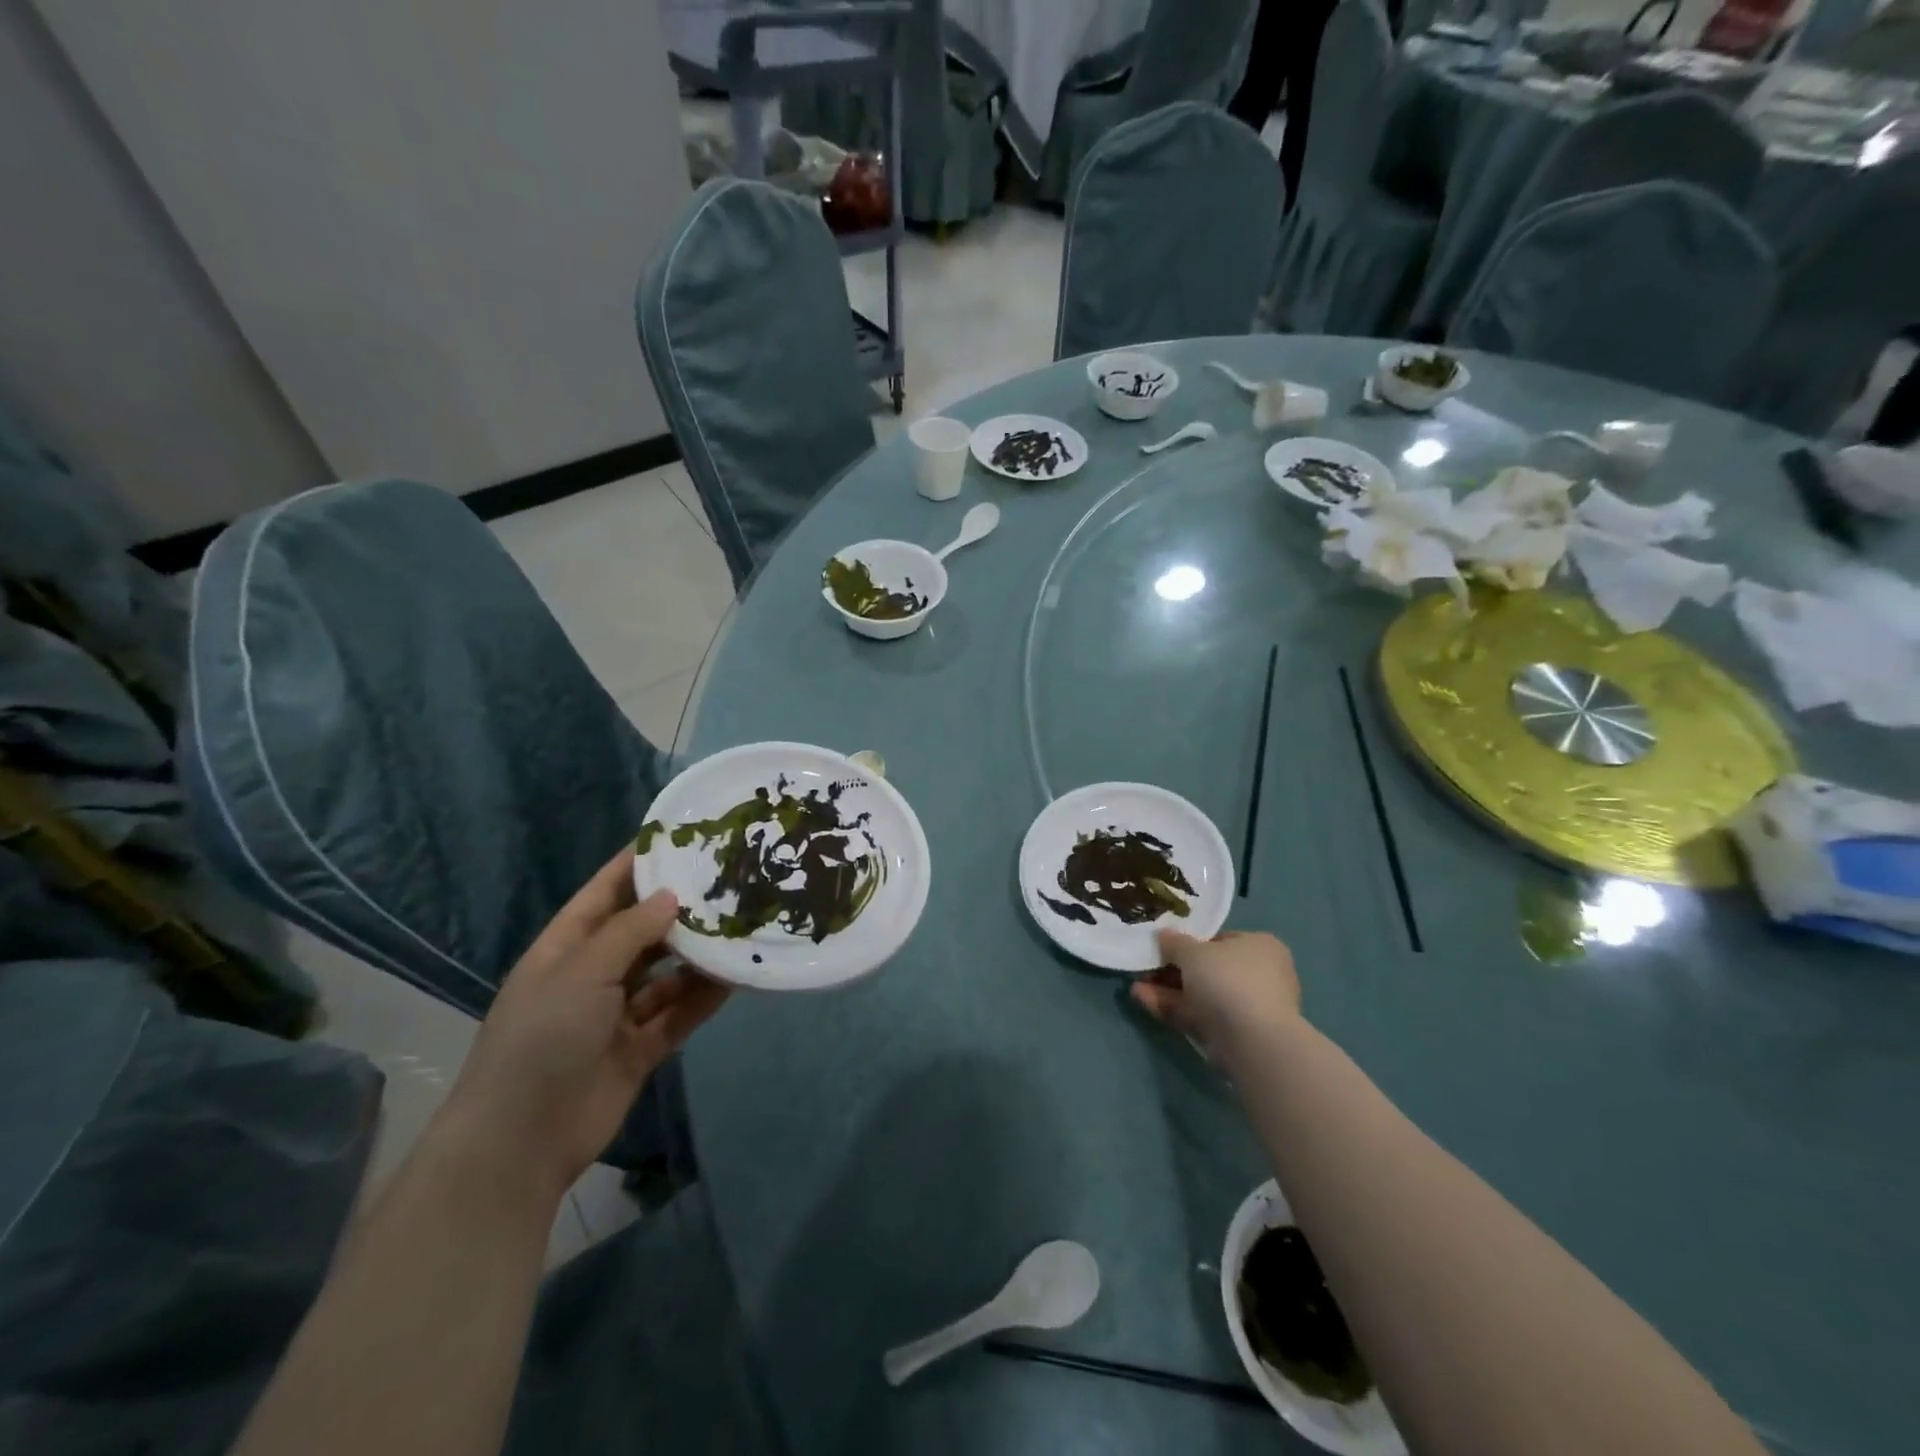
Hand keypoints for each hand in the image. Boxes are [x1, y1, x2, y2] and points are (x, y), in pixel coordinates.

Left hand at [437, 850, 729, 1198]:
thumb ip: (630, 930)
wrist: (521, 1140)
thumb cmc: (542, 1038)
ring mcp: (617, 1013)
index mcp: (567, 947)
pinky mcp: (641, 1048)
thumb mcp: (582, 971)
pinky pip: (679, 1012)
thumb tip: (672, 896)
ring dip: (699, 955)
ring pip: (667, 973)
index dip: (639, 863)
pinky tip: (738, 977)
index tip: (682, 837)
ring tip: (742, 928)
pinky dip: (705, 997)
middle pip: (643, 931)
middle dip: (680, 910)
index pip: (606, 892)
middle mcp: (593, 974)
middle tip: (730, 882)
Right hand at [1131, 930, 1301, 1057]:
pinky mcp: (1235, 1035)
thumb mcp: (1192, 951)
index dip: (1188, 943)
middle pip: (1207, 970)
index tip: (1163, 948)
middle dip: (1171, 970)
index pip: (1220, 940)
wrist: (1252, 1041)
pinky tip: (1144, 1001)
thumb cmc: (1227, 979)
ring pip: (1201, 995)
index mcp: (1259, 946)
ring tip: (1136, 987)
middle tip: (1145, 969)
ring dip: (1167, 990)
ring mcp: (1248, 1007)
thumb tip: (1163, 935)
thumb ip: (1174, 942)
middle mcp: (1259, 974)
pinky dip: (1174, 1008)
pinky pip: (1201, 1015)